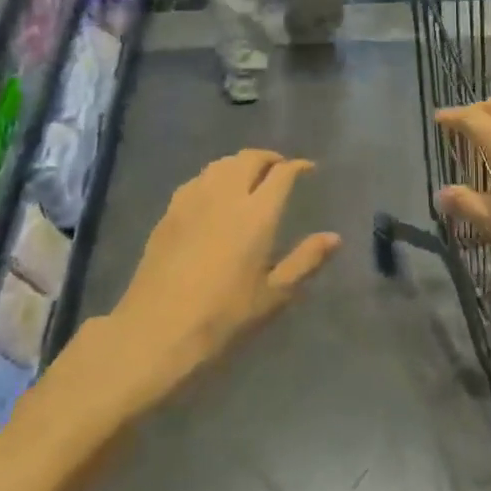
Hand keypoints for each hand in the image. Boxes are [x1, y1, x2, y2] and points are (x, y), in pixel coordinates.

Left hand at [106, 151, 339, 399]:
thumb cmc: (223, 318)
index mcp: (257, 214)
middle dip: (269, 158)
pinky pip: (197, 180)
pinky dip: (214, 177)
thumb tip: (334, 237)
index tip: (308, 170)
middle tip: (280, 170)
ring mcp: (193, 200)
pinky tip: (214, 195)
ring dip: (240, 163)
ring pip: (221, 164)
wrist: (156, 332)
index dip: (298, 166)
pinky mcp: (169, 212)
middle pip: (249, 158)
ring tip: (249, 178)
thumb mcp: (273, 296)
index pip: (282, 174)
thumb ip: (305, 261)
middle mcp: (226, 196)